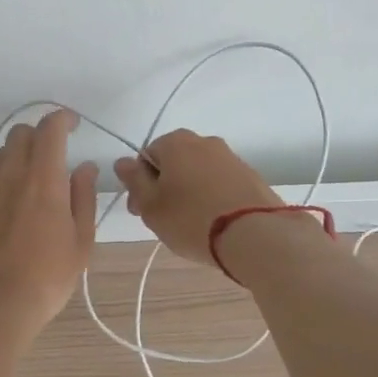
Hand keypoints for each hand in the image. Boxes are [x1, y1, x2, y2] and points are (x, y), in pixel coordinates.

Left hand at [0, 109, 98, 339]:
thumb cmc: (46, 278)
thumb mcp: (81, 242)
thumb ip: (83, 197)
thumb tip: (84, 167)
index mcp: (43, 178)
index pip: (50, 128)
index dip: (62, 119)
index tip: (73, 125)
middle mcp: (10, 173)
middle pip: (21, 133)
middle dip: (40, 136)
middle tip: (54, 156)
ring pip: (1, 153)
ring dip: (19, 156)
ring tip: (32, 184)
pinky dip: (0, 178)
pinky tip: (8, 206)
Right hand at [112, 129, 282, 265]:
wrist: (255, 234)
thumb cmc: (192, 219)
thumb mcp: (151, 206)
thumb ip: (134, 181)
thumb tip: (122, 161)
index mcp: (176, 142)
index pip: (146, 156)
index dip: (139, 185)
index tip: (141, 211)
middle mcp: (204, 141)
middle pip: (174, 163)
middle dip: (164, 188)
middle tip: (163, 220)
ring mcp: (231, 158)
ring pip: (198, 173)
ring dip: (189, 193)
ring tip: (190, 225)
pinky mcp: (251, 176)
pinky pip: (221, 184)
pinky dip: (212, 198)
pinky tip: (214, 223)